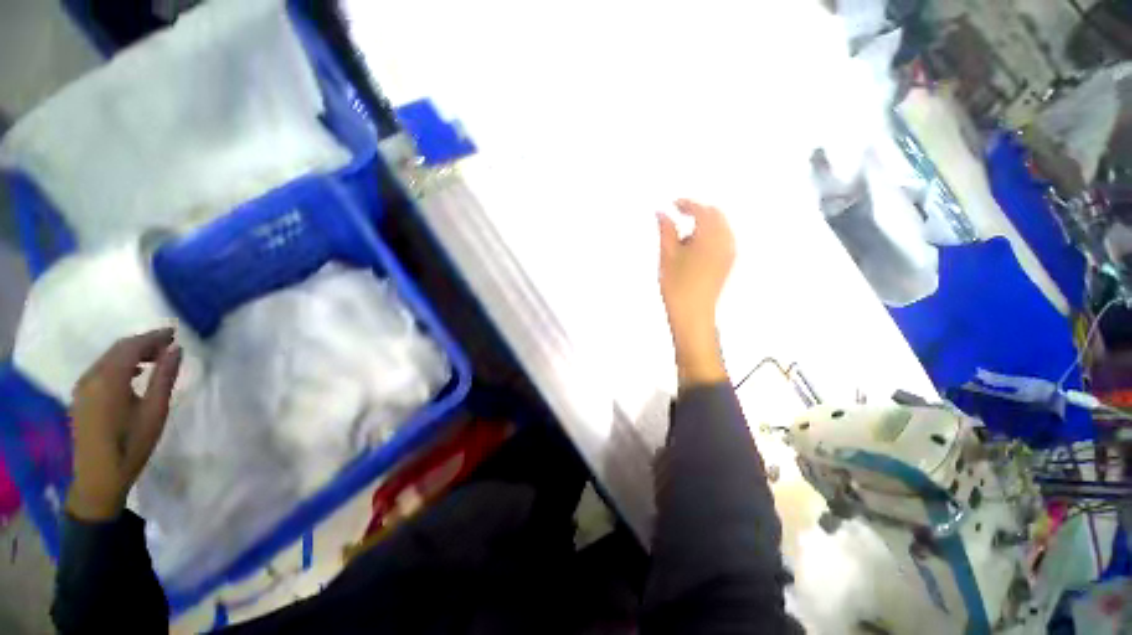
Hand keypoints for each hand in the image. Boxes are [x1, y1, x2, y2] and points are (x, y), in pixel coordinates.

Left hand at [67, 329, 181, 521]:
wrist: (99, 477)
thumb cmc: (132, 444)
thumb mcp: (155, 411)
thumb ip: (164, 377)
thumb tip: (176, 349)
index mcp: (109, 379)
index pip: (131, 346)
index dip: (153, 336)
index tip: (174, 333)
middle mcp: (91, 377)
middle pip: (117, 350)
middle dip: (143, 343)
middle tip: (168, 345)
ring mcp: (82, 387)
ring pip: (108, 358)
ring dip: (131, 354)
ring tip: (155, 359)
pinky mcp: (81, 396)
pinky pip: (101, 370)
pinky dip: (120, 364)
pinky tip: (134, 374)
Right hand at [657, 199, 734, 386]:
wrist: (693, 314)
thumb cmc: (677, 286)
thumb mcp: (667, 255)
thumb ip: (666, 230)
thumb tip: (661, 213)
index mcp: (710, 236)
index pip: (701, 210)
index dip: (686, 204)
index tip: (673, 204)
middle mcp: (725, 241)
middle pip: (715, 215)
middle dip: (697, 212)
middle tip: (677, 215)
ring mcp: (729, 252)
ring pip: (720, 227)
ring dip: (703, 224)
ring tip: (682, 236)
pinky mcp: (728, 262)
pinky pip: (722, 239)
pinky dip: (709, 235)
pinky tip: (693, 248)